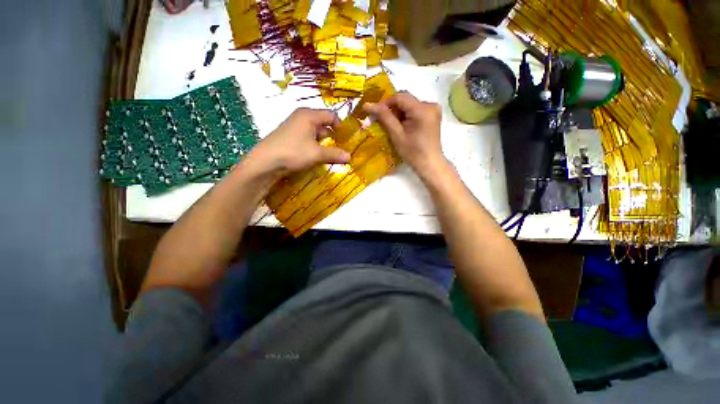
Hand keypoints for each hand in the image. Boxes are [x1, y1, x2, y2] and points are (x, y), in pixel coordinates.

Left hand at [248, 108, 350, 174]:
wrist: (265, 162)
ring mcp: (294, 126)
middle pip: (323, 124)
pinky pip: (307, 138)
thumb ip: (334, 154)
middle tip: (340, 148)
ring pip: (315, 132)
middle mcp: (301, 117)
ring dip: (323, 143)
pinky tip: (315, 155)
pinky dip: (314, 145)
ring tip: (330, 154)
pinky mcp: (289, 136)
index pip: (331, 115)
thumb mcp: (317, 154)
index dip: (340, 125)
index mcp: (309, 115)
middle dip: (332, 136)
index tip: (346, 138)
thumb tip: (350, 156)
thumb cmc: (293, 152)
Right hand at [364, 92, 447, 180]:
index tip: (374, 113)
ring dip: (398, 113)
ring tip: (391, 125)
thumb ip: (384, 117)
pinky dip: (406, 116)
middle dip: (391, 109)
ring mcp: (433, 110)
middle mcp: (430, 105)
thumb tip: (368, 105)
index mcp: (422, 109)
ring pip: (409, 105)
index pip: (399, 97)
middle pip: (405, 100)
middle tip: (380, 120)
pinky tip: (401, 126)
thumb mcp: (397, 135)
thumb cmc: (413, 153)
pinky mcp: (432, 116)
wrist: (430, 164)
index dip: (385, 103)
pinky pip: (415, 110)